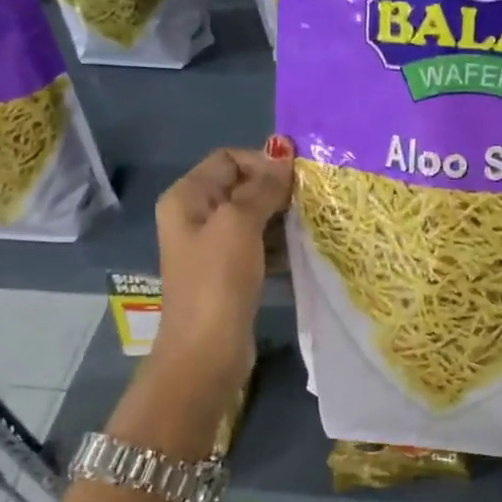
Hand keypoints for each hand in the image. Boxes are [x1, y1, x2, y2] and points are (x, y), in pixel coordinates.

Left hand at [149, 138, 293, 403]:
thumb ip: (261, 187)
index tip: (299, 178)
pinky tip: (304, 248)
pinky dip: (280, 243)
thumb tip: (282, 150)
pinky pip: (259, 245)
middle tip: (313, 199)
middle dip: (276, 189)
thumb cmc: (218, 280)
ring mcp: (213, 247)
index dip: (263, 162)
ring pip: (254, 217)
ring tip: (314, 222)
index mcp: (187, 198)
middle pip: (242, 186)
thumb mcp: (239, 224)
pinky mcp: (230, 273)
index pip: (229, 159)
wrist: (207, 350)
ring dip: (282, 217)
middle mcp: (196, 216)